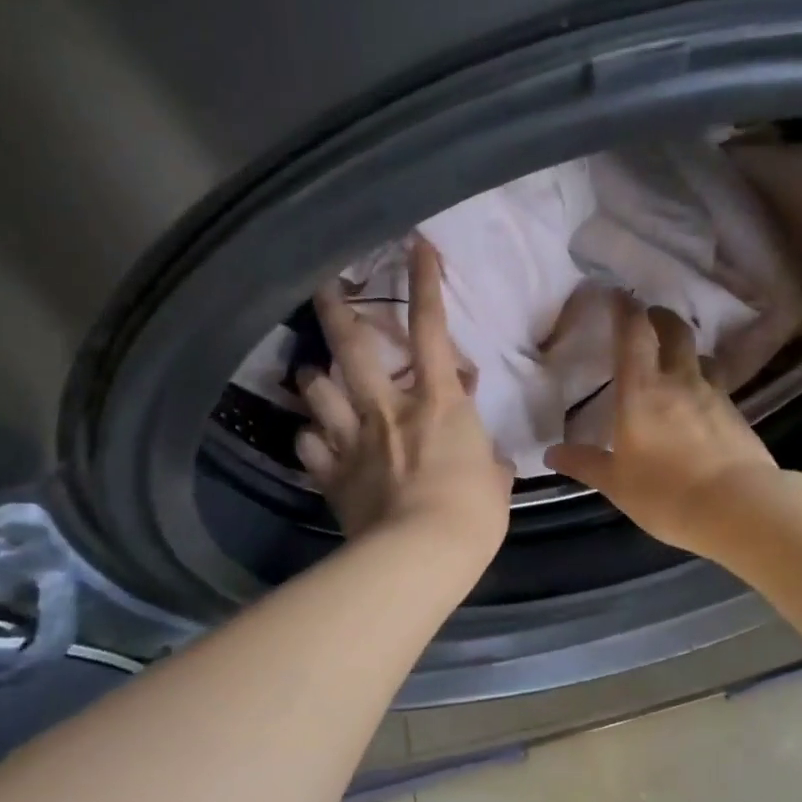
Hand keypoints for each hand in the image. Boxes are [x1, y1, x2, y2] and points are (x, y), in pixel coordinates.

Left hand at [296, 238, 512, 562]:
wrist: (421, 554)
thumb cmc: (473, 514)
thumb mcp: (495, 480)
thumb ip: (485, 458)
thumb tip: (483, 455)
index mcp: (439, 403)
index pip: (432, 330)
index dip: (425, 284)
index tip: (415, 246)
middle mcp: (389, 409)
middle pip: (354, 346)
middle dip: (336, 307)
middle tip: (322, 283)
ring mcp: (353, 439)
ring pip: (317, 388)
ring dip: (314, 377)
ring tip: (314, 375)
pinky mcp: (330, 474)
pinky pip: (307, 443)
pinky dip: (309, 436)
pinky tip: (313, 438)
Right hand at [545, 294, 779, 554]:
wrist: (739, 508)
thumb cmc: (666, 494)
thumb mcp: (616, 484)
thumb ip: (585, 463)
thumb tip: (552, 453)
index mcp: (641, 391)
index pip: (633, 334)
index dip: (625, 309)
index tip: (617, 295)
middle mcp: (679, 381)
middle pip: (675, 331)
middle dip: (660, 318)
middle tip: (649, 320)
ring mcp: (714, 395)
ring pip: (701, 356)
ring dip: (687, 350)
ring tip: (676, 362)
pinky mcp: (737, 414)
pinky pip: (718, 385)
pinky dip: (704, 383)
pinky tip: (699, 404)